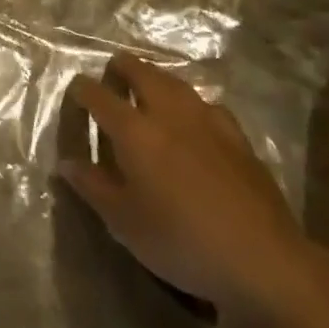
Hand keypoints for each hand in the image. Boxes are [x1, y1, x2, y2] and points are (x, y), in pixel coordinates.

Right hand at [60, 52, 325, 327]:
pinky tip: (193, 121)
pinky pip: (205, 104)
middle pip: (140, 71)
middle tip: (111, 79)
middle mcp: (168, 112)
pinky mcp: (236, 134)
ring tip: (147, 90)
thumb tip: (67, 163)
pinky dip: (190, 104)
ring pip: (174, 81)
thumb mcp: (125, 223)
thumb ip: (93, 187)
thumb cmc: (181, 241)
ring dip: (154, 79)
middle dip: (120, 68)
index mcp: (134, 130)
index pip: (98, 95)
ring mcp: (206, 119)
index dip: (82, 89)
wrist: (262, 259)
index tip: (75, 92)